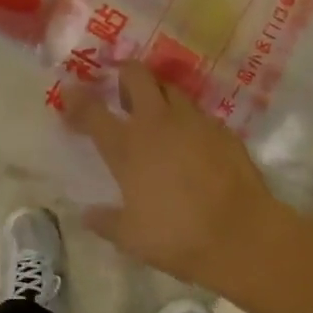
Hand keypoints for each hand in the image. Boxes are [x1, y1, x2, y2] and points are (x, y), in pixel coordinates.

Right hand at [67, 64, 289, 289]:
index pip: (92, 110)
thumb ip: (105, 221)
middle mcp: (157, 122)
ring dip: (157, 94)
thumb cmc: (178, 237)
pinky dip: (187, 119)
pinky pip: (197, 113)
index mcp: (127, 146)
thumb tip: (87, 215)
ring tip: (155, 112)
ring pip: (169, 88)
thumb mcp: (131, 238)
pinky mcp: (222, 129)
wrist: (243, 236)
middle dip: (124, 74)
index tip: (69, 92)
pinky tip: (190, 140)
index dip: (76, 98)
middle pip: (135, 75)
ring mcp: (193, 121)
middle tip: (120, 91)